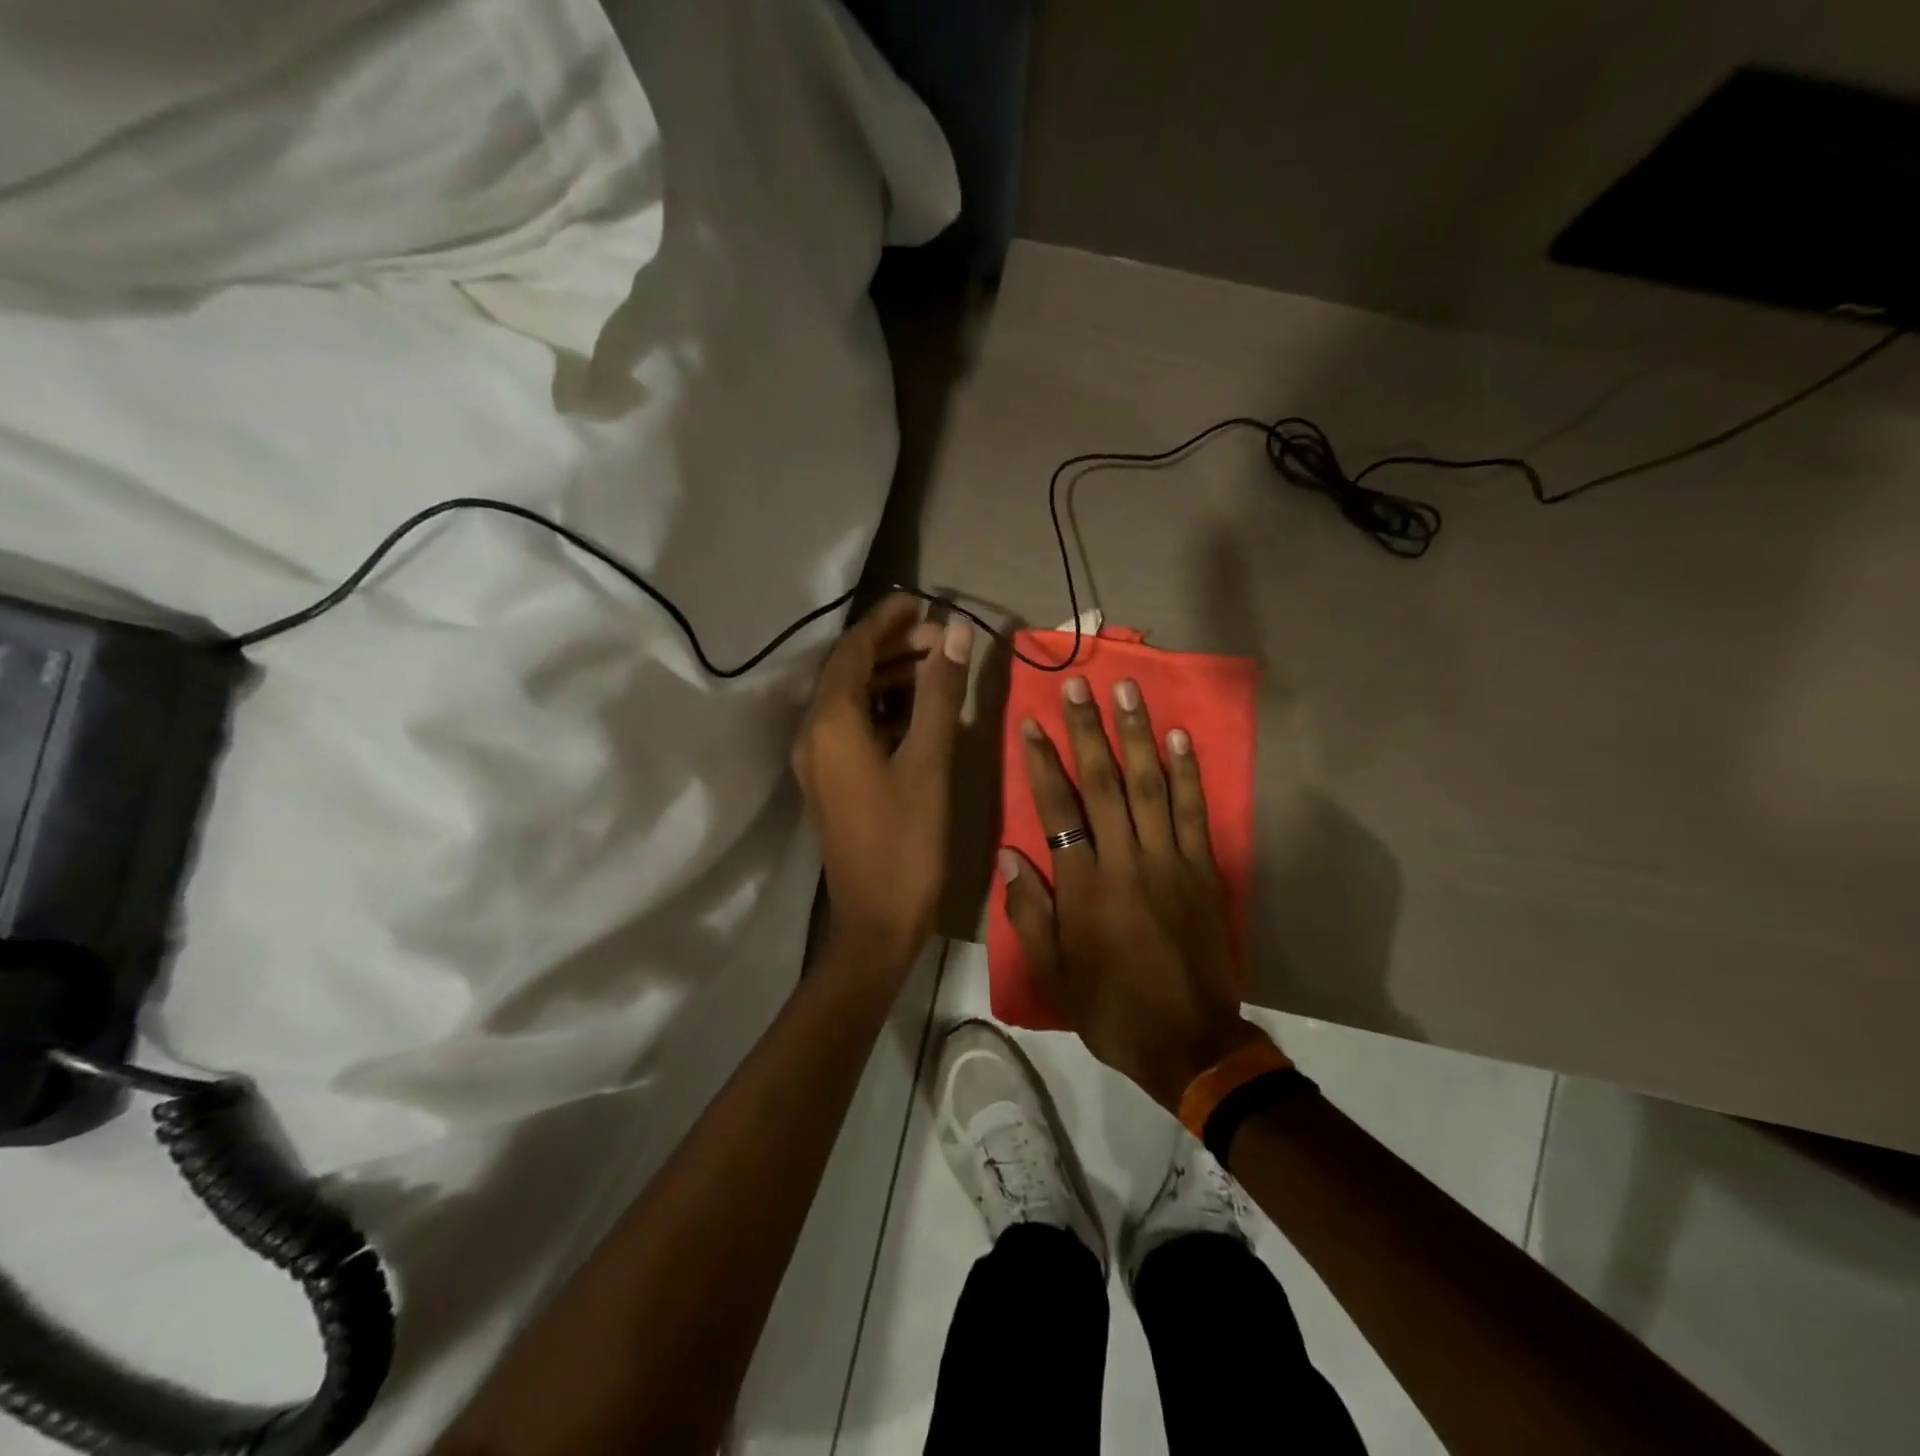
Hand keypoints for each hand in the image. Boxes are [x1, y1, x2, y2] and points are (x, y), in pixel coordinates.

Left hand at [793, 595, 971, 973]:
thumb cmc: (907, 841)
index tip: (925, 602)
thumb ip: (940, 693)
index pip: (853, 650)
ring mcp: (818, 760)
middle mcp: (813, 734)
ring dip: (890, 677)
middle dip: (893, 647)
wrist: (876, 921)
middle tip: (943, 640)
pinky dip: (884, 708)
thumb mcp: (930, 761)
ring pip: (851, 699)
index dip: (888, 621)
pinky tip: (920, 709)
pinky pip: (853, 726)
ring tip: (938, 668)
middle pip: (849, 671)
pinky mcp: (830, 780)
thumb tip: (955, 633)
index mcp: (831, 723)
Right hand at [1001, 676, 1265, 1109]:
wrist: (1189, 1043)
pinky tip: (1178, 737)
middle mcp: (1126, 861)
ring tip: (1127, 691)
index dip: (1041, 763)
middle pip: (1103, 783)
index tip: (1031, 723)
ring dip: (1136, 735)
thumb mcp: (1054, 973)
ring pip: (1150, 785)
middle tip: (1078, 685)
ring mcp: (1170, 861)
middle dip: (1087, 730)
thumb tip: (1010, 855)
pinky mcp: (1203, 870)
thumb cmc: (1111, 1008)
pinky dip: (1187, 772)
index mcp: (1085, 887)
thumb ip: (1029, 912)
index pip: (1058, 810)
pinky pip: (1194, 812)